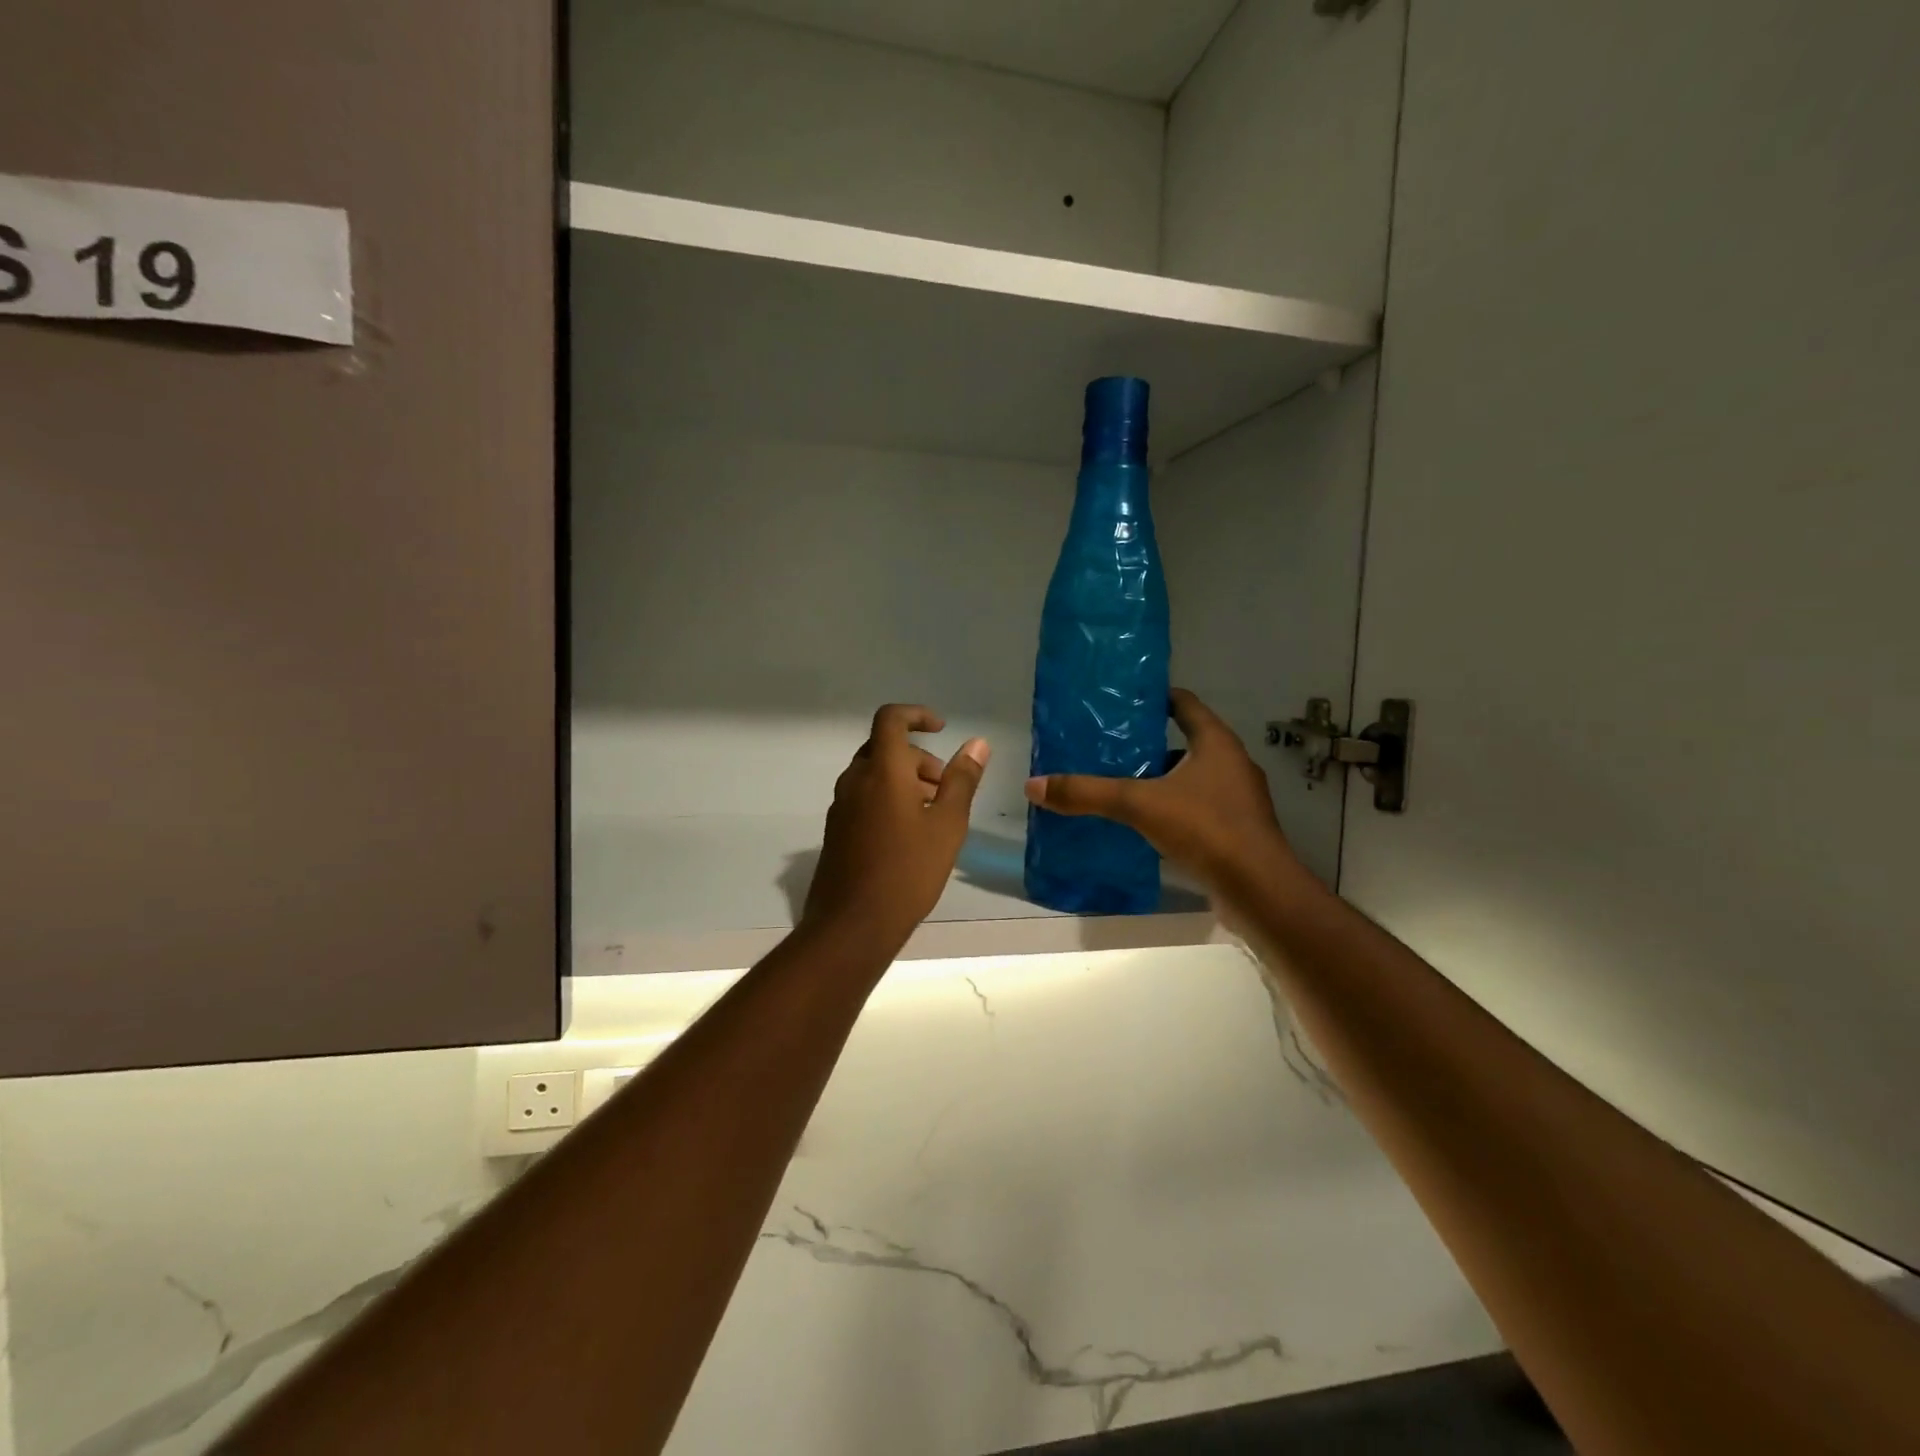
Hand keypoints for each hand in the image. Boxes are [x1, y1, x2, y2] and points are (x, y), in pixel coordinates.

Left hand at [802, 704, 989, 956]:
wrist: (853, 924)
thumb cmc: (908, 871)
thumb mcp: (947, 824)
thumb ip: (962, 780)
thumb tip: (977, 743)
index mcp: (881, 771)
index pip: (890, 719)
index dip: (916, 715)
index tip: (942, 730)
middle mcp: (854, 780)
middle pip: (884, 748)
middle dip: (918, 757)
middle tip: (945, 786)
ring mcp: (841, 806)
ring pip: (874, 775)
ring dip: (904, 779)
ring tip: (932, 813)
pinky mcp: (836, 830)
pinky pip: (864, 797)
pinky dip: (887, 798)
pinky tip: (908, 834)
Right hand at [1024, 689, 1293, 891]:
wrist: (1258, 889)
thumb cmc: (1206, 829)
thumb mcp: (1139, 805)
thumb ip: (1088, 793)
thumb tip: (1034, 785)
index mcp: (1216, 743)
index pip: (1185, 704)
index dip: (1156, 698)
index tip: (1123, 701)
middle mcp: (1232, 764)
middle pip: (1187, 741)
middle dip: (1149, 743)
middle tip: (1109, 747)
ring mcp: (1238, 799)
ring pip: (1192, 778)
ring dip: (1161, 779)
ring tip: (1120, 785)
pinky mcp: (1236, 830)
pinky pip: (1198, 808)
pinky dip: (1172, 809)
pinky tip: (1144, 823)